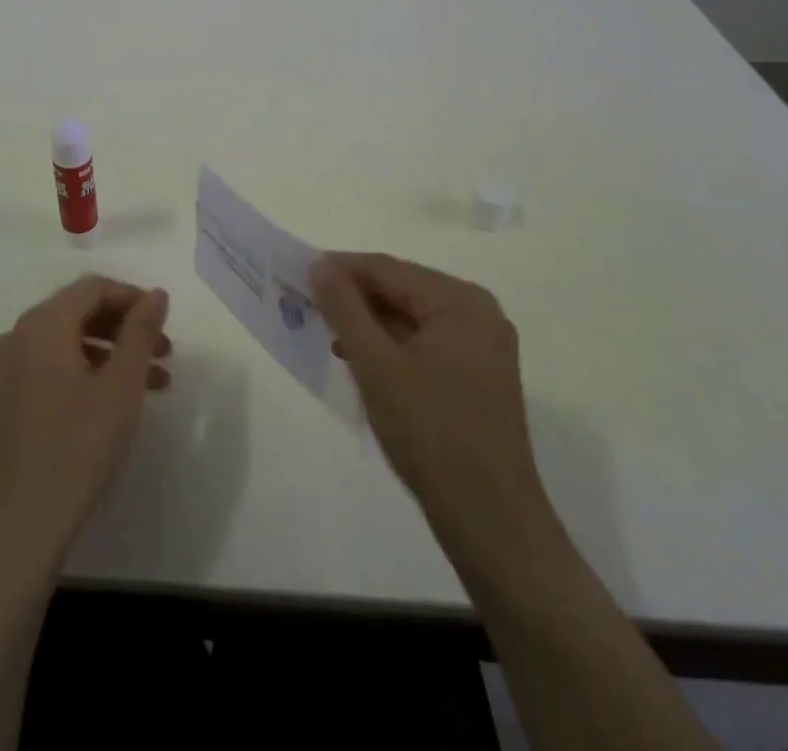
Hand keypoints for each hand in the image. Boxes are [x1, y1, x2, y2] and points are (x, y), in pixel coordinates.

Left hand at [0, 275, 171, 570]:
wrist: (21, 527)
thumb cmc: (77, 448)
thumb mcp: (121, 387)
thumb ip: (141, 332)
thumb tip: (156, 294)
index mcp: (42, 324)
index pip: (93, 288)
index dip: (133, 297)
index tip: (166, 320)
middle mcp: (19, 335)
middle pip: (80, 311)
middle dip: (126, 327)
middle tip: (165, 351)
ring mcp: (9, 368)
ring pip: (69, 341)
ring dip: (112, 352)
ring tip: (155, 381)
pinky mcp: (8, 398)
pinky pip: (53, 365)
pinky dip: (88, 370)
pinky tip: (116, 399)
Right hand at [312, 252, 552, 571]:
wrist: (490, 522)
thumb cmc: (430, 433)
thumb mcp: (375, 365)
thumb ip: (344, 308)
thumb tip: (319, 266)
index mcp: (460, 301)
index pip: (387, 269)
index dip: (340, 269)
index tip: (296, 274)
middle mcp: (478, 313)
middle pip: (402, 289)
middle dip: (354, 297)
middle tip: (307, 304)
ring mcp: (483, 346)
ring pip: (412, 317)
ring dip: (370, 322)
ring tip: (327, 332)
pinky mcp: (480, 375)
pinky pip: (427, 341)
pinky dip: (392, 345)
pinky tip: (361, 359)